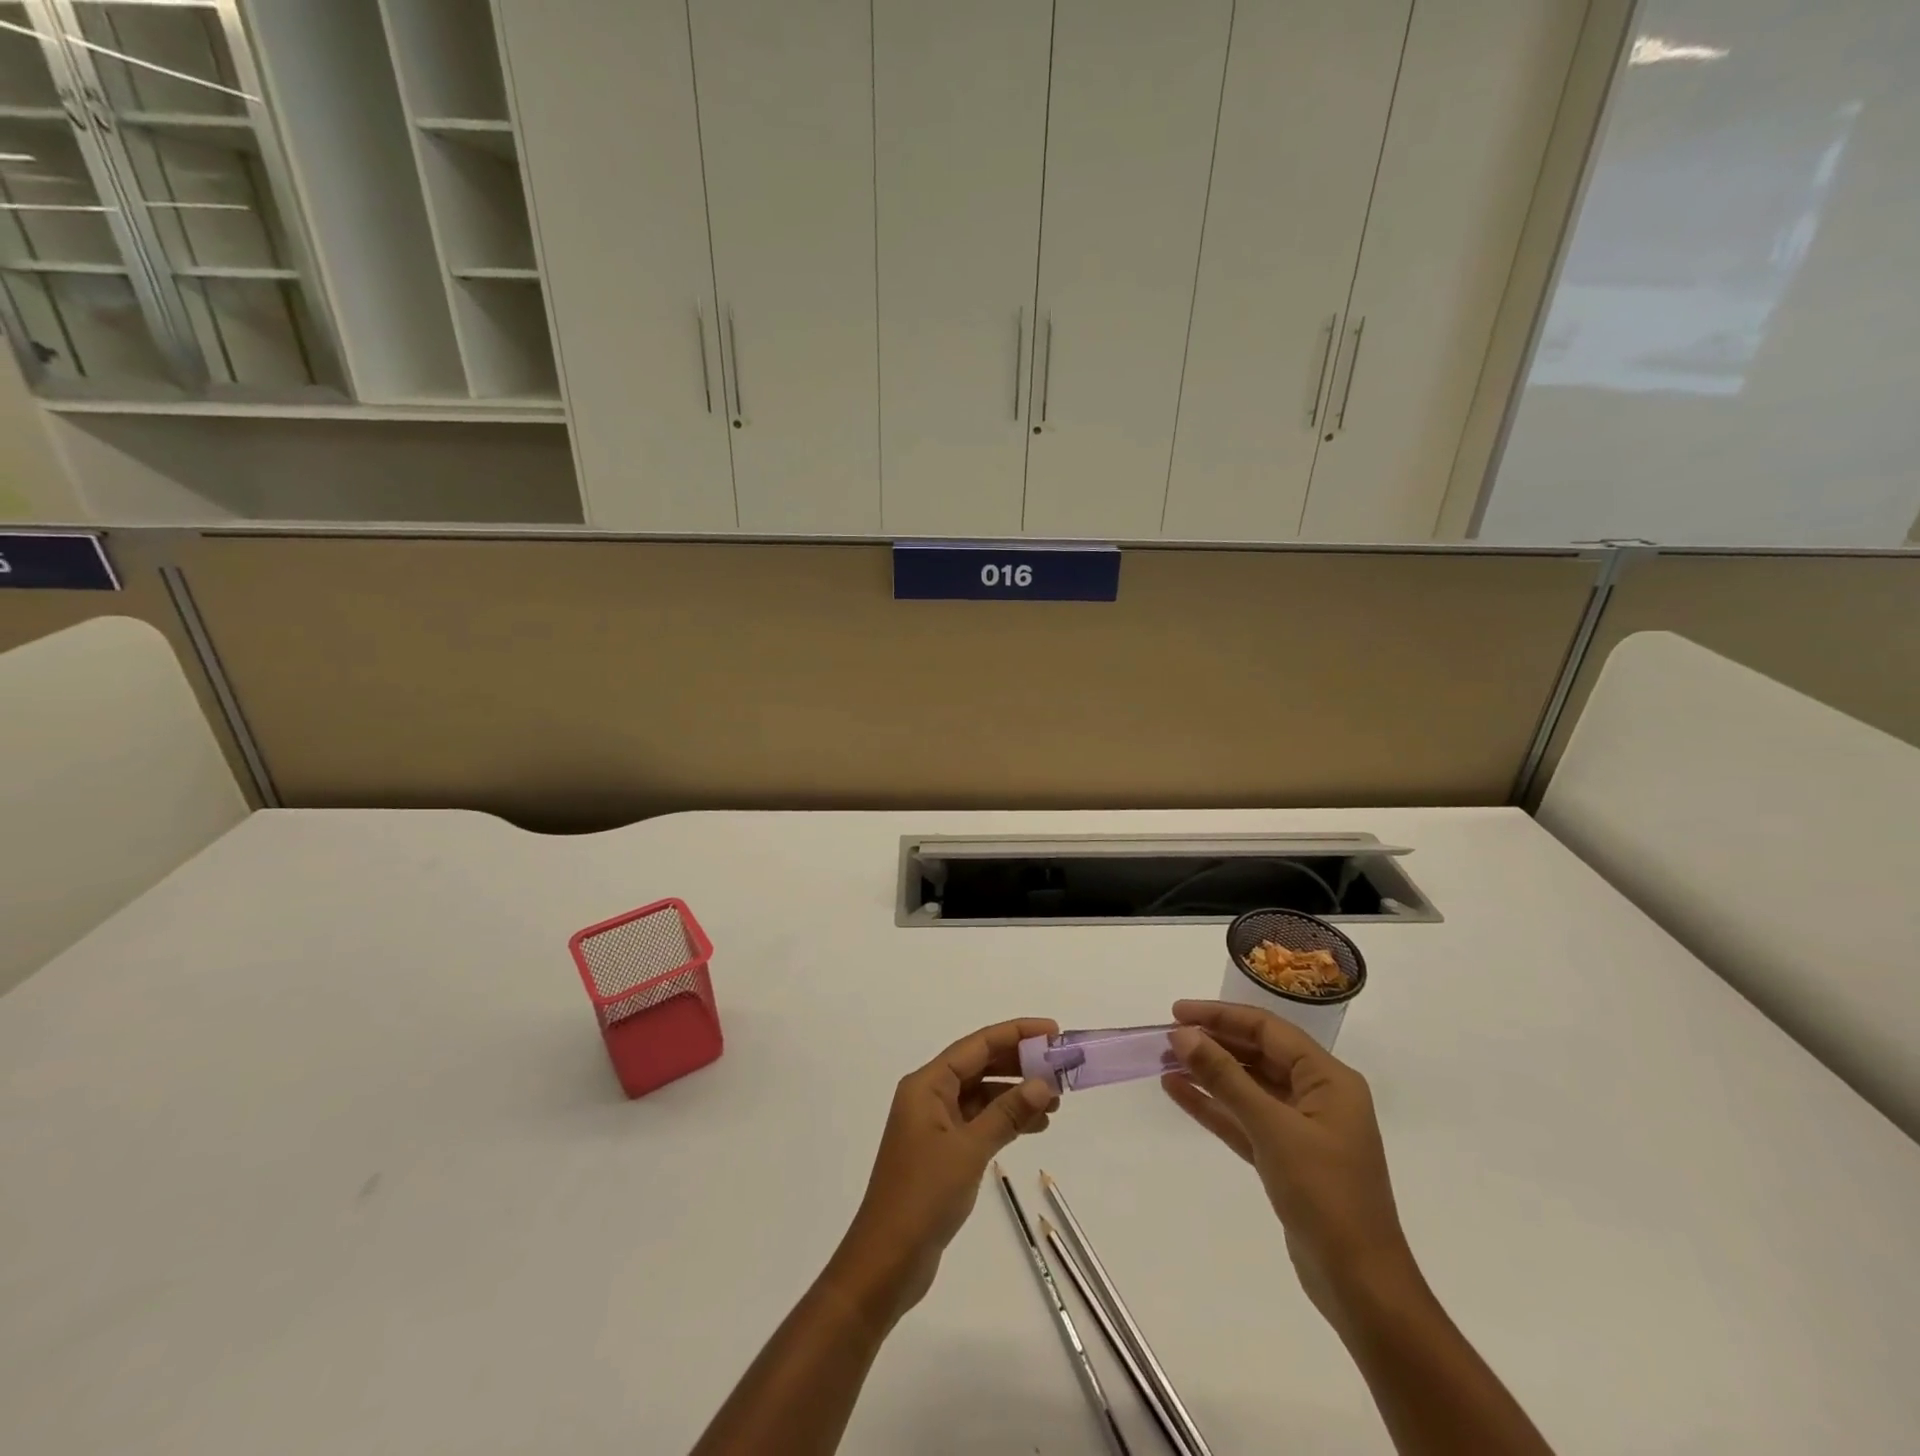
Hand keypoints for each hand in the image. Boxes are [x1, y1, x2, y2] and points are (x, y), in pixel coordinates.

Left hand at [828, 1017, 1059, 1329]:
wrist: (887, 1260)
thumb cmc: (923, 1195)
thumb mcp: (969, 1149)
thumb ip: (1007, 1113)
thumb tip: (1043, 1083)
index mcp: (927, 1084)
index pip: (977, 1045)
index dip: (1015, 1034)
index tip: (1052, 1031)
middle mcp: (929, 1096)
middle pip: (979, 1065)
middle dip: (1019, 1063)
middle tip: (1059, 1067)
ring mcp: (935, 1124)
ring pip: (982, 1094)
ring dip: (1015, 1094)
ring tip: (1055, 1102)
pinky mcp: (943, 1151)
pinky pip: (979, 1121)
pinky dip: (1005, 1120)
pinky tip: (1034, 1126)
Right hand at [1161, 1000, 1416, 1323]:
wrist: (1361, 1286)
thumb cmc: (1324, 1195)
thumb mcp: (1272, 1128)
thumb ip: (1225, 1078)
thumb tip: (1183, 1035)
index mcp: (1329, 1079)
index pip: (1268, 1030)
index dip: (1221, 1016)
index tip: (1177, 1012)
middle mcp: (1318, 1096)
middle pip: (1258, 1054)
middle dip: (1213, 1043)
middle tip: (1167, 1037)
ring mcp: (1302, 1128)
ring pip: (1248, 1086)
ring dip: (1209, 1073)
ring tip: (1164, 1060)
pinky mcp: (1286, 1158)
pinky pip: (1244, 1118)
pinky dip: (1214, 1106)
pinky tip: (1179, 1092)